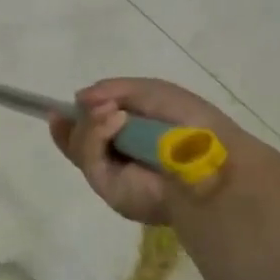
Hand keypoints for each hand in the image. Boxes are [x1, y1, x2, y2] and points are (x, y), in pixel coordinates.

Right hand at [50, 78, 247, 224]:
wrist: (211, 161)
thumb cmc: (190, 123)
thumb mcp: (151, 92)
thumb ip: (114, 90)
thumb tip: (79, 98)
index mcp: (135, 134)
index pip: (96, 126)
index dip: (79, 114)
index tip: (68, 102)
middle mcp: (122, 156)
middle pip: (79, 137)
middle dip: (79, 118)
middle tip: (87, 104)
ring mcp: (113, 175)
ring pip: (79, 145)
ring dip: (89, 122)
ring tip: (110, 111)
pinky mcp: (109, 189)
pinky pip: (88, 158)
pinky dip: (94, 134)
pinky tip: (114, 120)